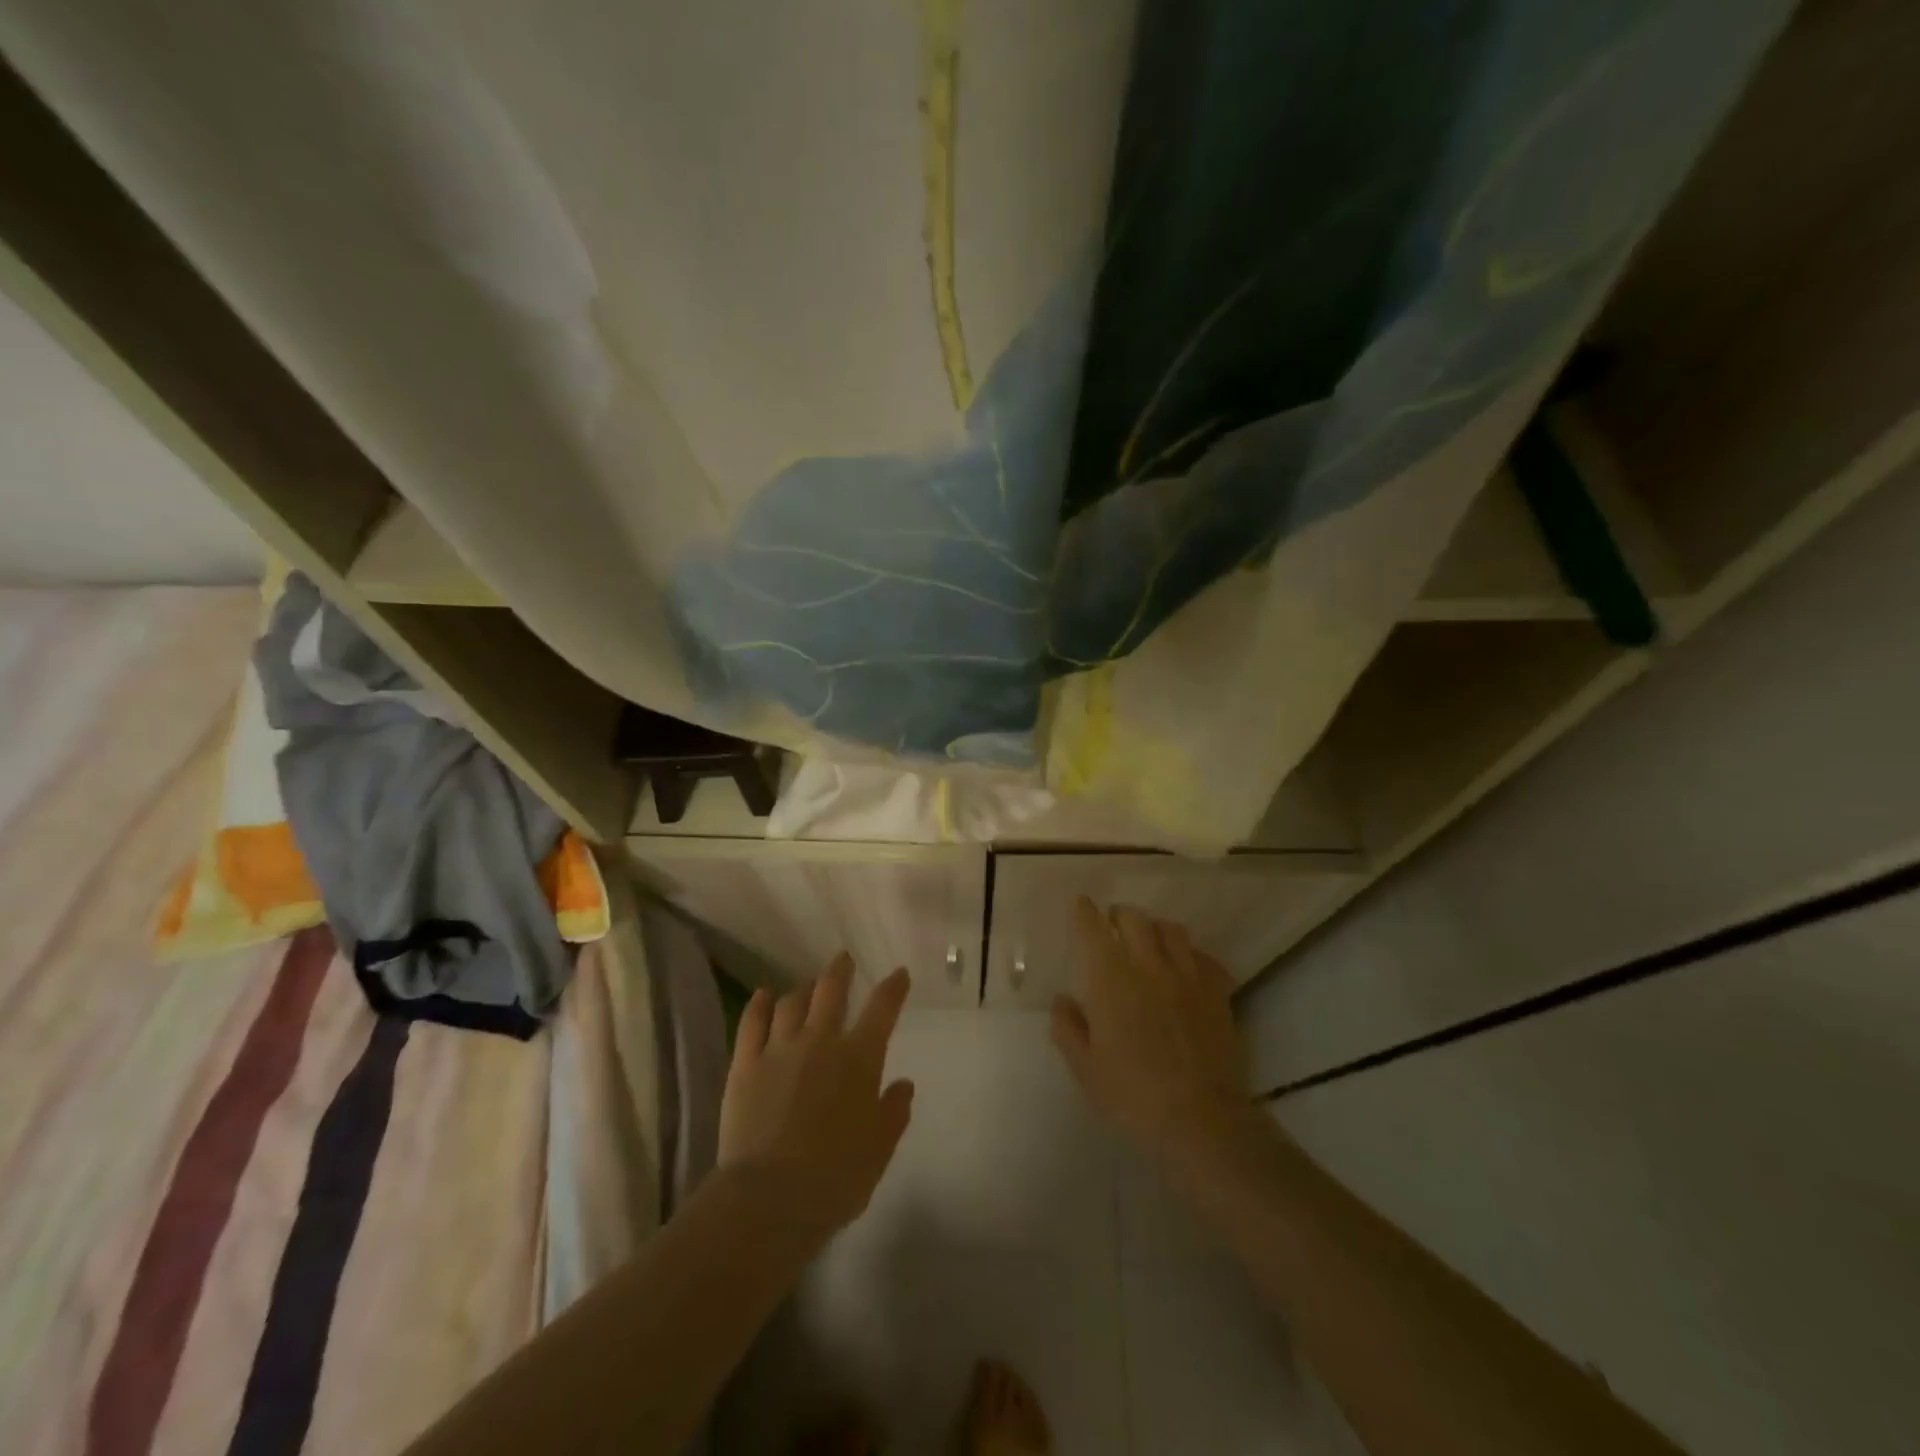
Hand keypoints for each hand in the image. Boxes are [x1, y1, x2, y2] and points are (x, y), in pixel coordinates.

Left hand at [718, 955, 915, 1237]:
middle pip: (831, 990)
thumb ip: (893, 1112)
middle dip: (840, 971)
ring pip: (791, 1002)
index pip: (882, 1009)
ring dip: (802, 989)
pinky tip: (763, 996)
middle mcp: (820, 1041)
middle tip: (843, 959)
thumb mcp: (879, 1150)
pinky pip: (752, 1022)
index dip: (893, 988)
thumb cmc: (835, 1177)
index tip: (899, 974)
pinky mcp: (745, 1064)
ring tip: (805, 987)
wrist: (769, 1199)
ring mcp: (779, 1049)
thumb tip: (903, 1084)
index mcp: (859, 1059)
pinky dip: (759, 1004)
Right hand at [1050, 898, 1249, 1163]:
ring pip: (1172, 930)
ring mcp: (1188, 977)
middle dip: (1119, 916)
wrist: (1202, 1120)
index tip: (1081, 905)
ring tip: (1149, 941)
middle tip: (1112, 926)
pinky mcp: (1218, 993)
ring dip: (1155, 929)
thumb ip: (1068, 1028)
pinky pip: (1205, 957)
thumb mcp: (1086, 1069)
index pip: (1094, 929)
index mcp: (1111, 980)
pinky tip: (1186, 969)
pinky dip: (1191, 955)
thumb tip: (1063, 1000)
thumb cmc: (1133, 1096)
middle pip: (1134, 919)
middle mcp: (1149, 966)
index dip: (1085, 912)